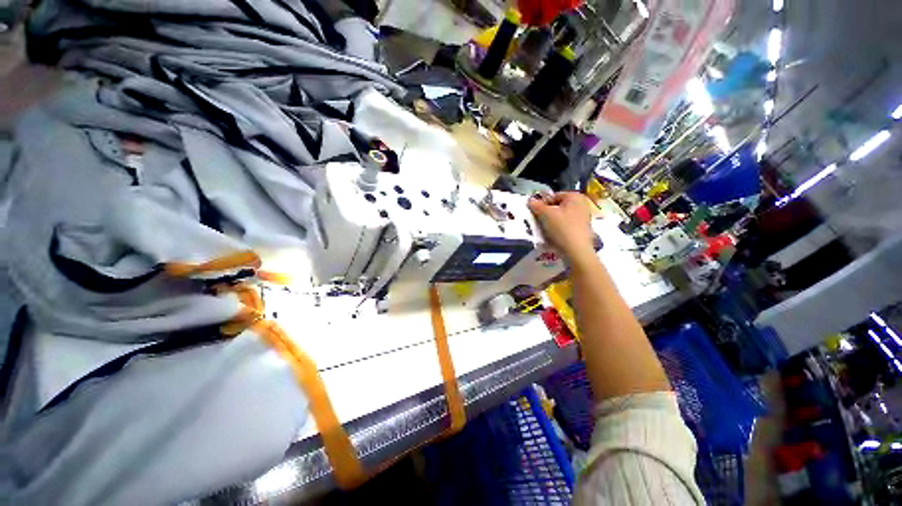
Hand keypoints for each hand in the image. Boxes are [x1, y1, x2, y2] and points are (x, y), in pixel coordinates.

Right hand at [527, 192, 594, 261]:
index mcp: (575, 196)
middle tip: (538, 222)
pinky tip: (552, 237)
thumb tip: (530, 200)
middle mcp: (582, 204)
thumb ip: (536, 205)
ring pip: (561, 218)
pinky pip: (566, 227)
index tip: (535, 214)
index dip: (542, 204)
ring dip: (551, 223)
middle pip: (557, 207)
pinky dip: (558, 230)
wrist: (576, 251)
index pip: (553, 196)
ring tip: (544, 231)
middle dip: (546, 214)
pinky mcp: (583, 230)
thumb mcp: (545, 214)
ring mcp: (584, 218)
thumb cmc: (561, 227)